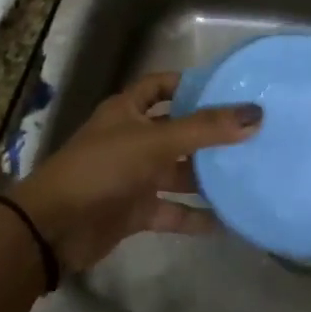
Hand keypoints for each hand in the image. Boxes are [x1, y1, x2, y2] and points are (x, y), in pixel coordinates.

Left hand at [8, 73, 260, 272]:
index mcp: (128, 110)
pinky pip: (172, 210)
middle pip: (177, 130)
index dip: (190, 84)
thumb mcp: (154, 142)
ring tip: (250, 175)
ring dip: (207, 176)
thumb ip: (204, 129)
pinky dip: (195, 215)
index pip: (162, 85)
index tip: (229, 89)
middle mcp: (132, 138)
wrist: (55, 228)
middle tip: (254, 135)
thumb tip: (255, 113)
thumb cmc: (102, 168)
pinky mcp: (135, 210)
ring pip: (177, 171)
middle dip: (209, 133)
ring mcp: (133, 175)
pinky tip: (228, 221)